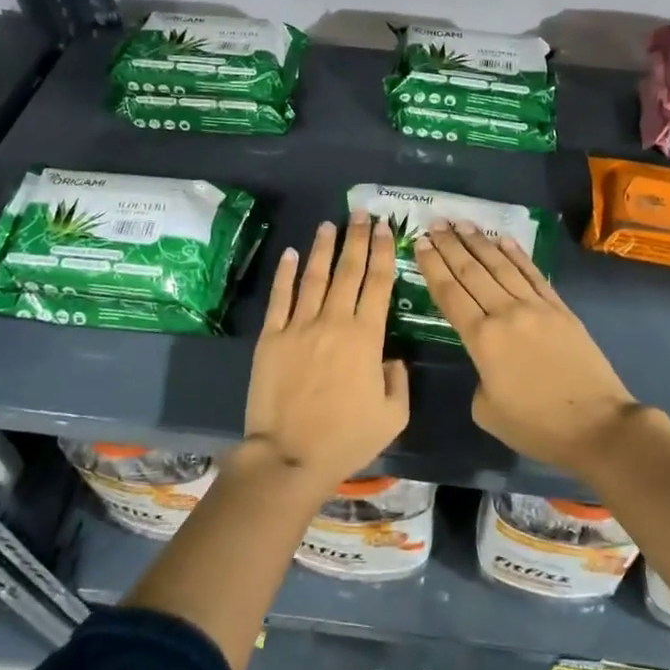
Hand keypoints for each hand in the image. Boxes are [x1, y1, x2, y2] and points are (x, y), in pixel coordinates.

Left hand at [243, 213, 409, 495]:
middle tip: (362, 213)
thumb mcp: (393, 416)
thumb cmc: (346, 439)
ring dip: (323, 248)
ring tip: (330, 225)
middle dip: (357, 239)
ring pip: (314, 277)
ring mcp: (299, 326)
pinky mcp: (271, 337)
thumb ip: (398, 380)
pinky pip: (280, 298)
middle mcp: (334, 321)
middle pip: (348, 270)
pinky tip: (291, 254)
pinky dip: (285, 273)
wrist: (289, 456)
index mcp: (366, 338)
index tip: (386, 229)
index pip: (378, 284)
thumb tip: (390, 358)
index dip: (383, 253)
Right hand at [414, 222, 642, 476]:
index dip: (432, 266)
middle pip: (472, 272)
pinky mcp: (560, 309)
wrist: (597, 425)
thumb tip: (489, 362)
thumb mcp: (487, 411)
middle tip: (435, 223)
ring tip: (462, 223)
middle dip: (450, 245)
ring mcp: (536, 307)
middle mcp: (506, 313)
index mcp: (482, 339)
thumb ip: (478, 377)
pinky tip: (503, 239)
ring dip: (479, 242)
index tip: (420, 242)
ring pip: (501, 266)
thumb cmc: (537, 426)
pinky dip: (516, 255)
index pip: (450, 293)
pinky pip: (533, 274)